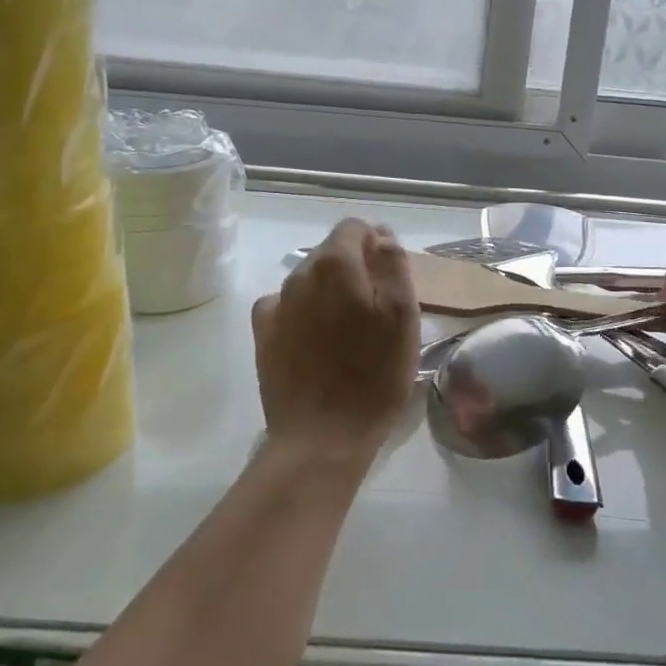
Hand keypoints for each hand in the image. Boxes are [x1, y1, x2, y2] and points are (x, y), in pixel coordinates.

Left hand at [252, 219, 419, 463]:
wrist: (322, 437)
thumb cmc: (374, 376)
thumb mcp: (403, 316)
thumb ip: (394, 265)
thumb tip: (382, 238)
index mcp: (335, 264)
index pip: (355, 227)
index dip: (377, 241)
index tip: (392, 270)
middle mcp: (299, 274)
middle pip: (331, 252)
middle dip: (356, 266)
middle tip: (379, 304)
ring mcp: (276, 303)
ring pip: (310, 279)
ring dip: (331, 290)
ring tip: (351, 327)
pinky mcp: (262, 333)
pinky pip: (288, 305)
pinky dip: (305, 311)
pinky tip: (318, 339)